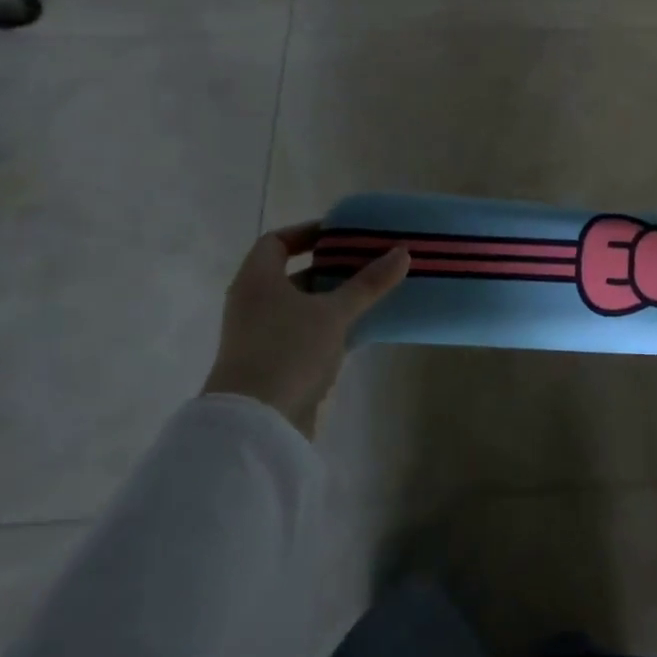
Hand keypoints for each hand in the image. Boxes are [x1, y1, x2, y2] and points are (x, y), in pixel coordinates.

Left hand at [202, 224, 409, 439]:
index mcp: (257, 281)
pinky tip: (364, 327)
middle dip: (330, 266)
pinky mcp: (276, 363)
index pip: (276, 242)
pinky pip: (307, 332)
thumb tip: (402, 252)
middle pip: (293, 274)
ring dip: (334, 298)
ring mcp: (263, 335)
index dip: (307, 233)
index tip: (341, 234)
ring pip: (302, 306)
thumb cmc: (288, 350)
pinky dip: (332, 325)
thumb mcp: (334, 312)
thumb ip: (368, 283)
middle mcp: (254, 303)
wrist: (256, 423)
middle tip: (367, 260)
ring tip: (373, 291)